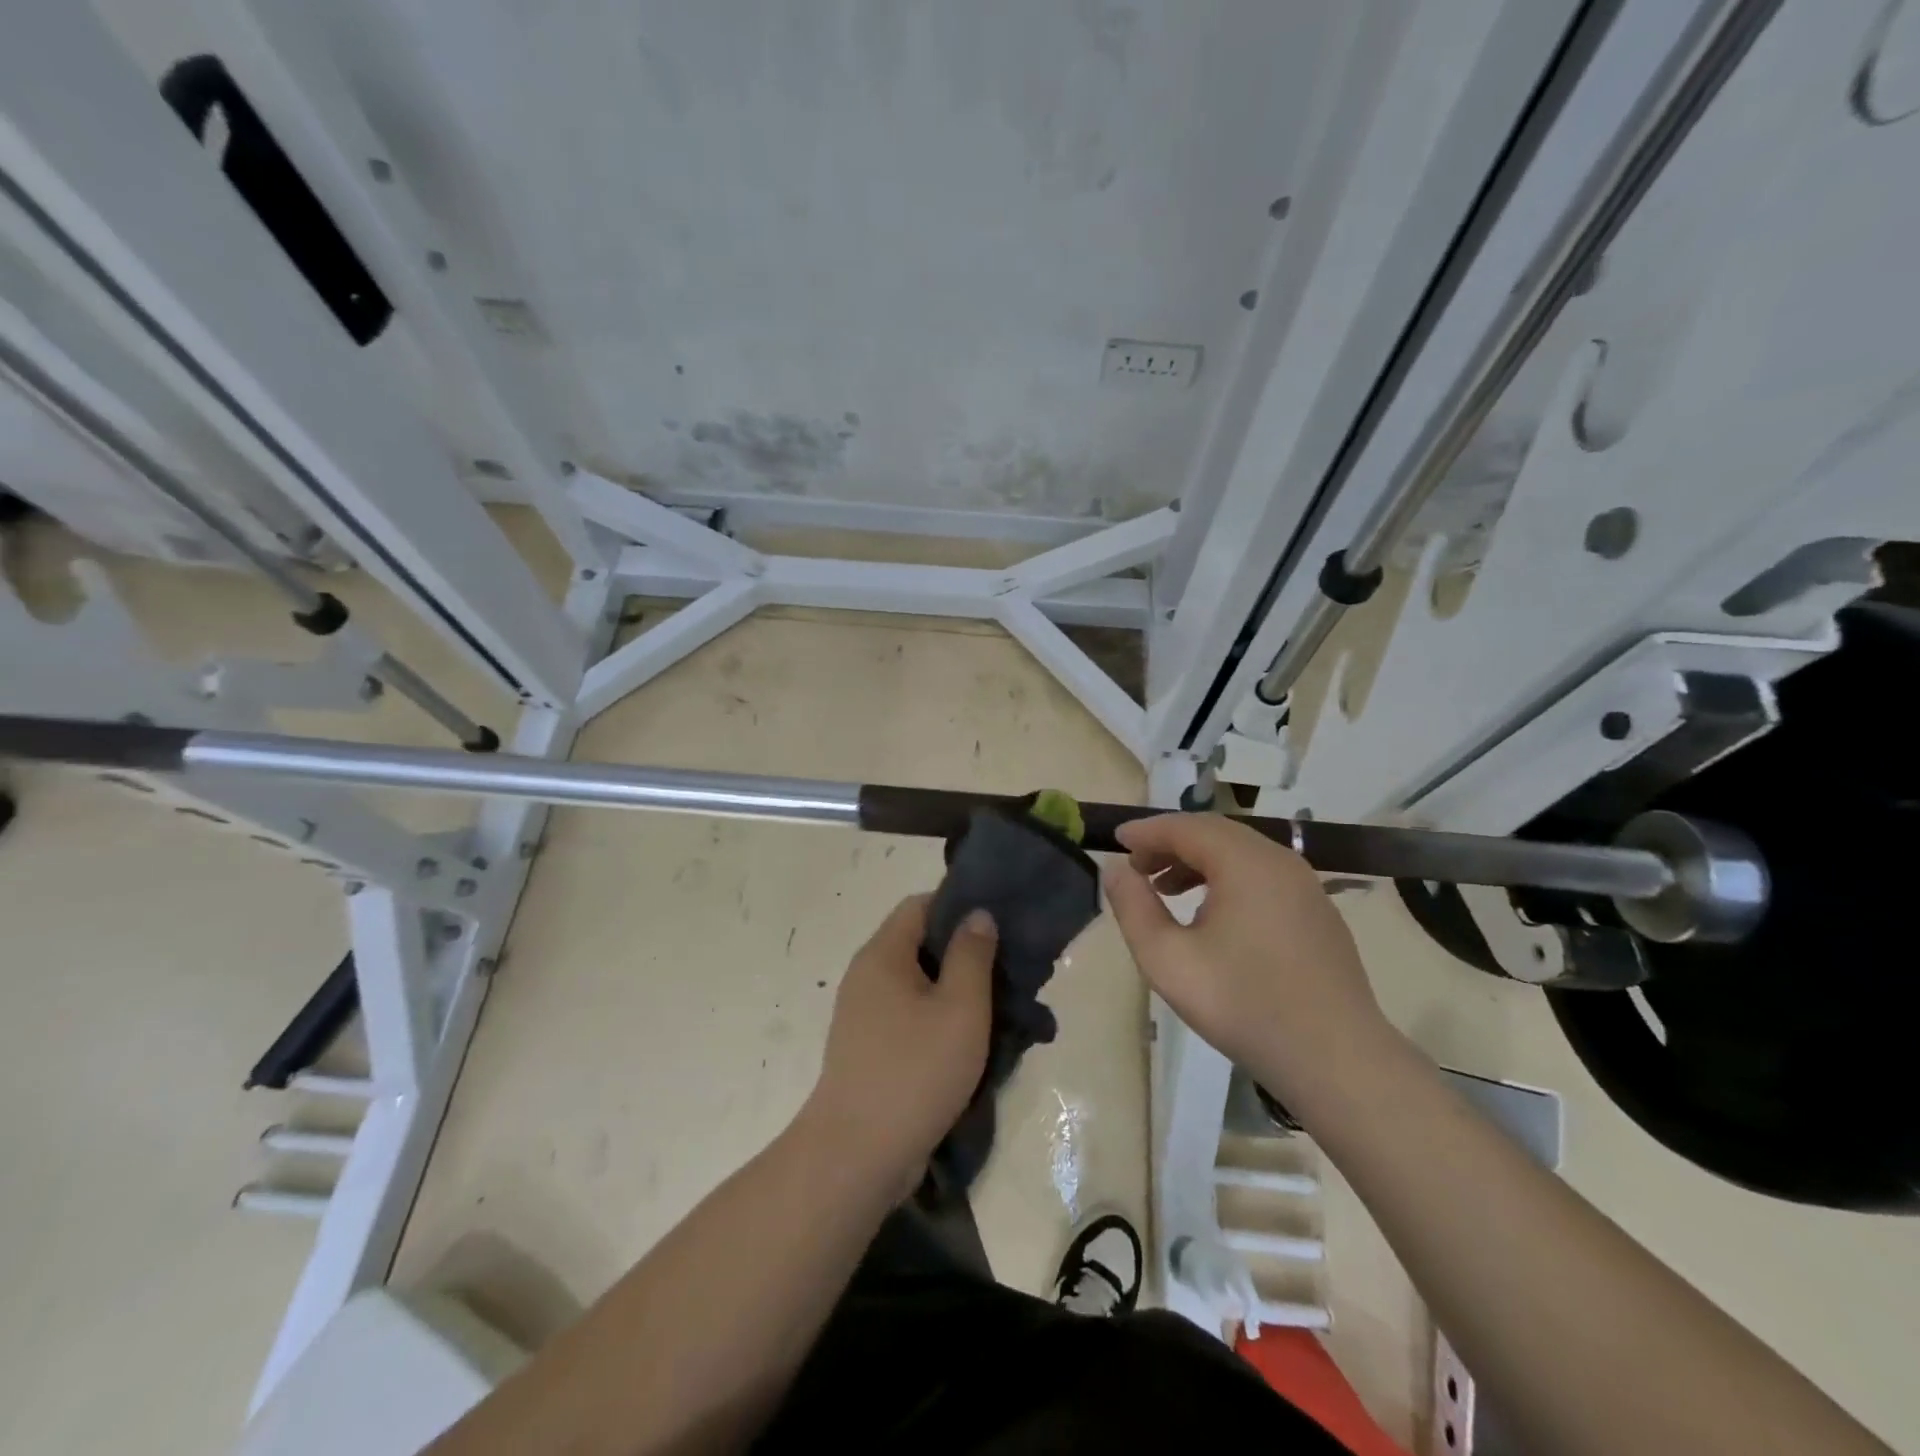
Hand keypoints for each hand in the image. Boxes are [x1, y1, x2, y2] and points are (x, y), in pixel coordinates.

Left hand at [802, 895, 997, 1196]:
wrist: (856, 1156)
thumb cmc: (914, 1071)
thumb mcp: (959, 1008)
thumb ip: (972, 955)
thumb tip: (977, 913)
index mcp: (882, 954)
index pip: (920, 904)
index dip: (959, 905)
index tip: (998, 924)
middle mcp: (866, 975)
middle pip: (919, 943)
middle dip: (963, 952)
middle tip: (1007, 969)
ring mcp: (863, 1014)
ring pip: (917, 984)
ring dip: (954, 990)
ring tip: (997, 1007)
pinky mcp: (868, 1049)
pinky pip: (908, 1016)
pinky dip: (937, 1019)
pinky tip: (968, 1041)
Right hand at [1102, 813, 1394, 1108]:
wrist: (1337, 1060)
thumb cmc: (1244, 1006)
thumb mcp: (1169, 961)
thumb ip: (1134, 908)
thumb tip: (1116, 870)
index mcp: (1245, 863)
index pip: (1186, 827)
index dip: (1147, 832)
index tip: (1115, 841)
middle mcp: (1279, 861)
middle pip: (1214, 833)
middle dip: (1170, 843)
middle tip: (1137, 868)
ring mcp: (1305, 885)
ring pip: (1240, 853)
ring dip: (1197, 861)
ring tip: (1165, 890)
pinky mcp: (1317, 912)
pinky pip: (1262, 875)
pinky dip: (1226, 877)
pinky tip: (1211, 913)